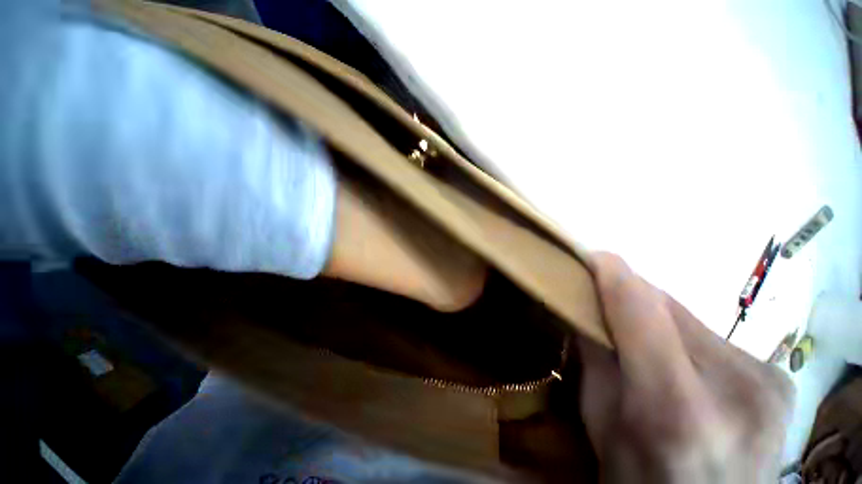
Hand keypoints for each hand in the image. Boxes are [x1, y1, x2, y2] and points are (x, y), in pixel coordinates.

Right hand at [579, 253, 793, 482]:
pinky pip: (713, 337)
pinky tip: (682, 364)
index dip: (612, 273)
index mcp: (675, 406)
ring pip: (689, 318)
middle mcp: (734, 385)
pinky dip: (684, 338)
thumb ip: (594, 358)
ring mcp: (767, 379)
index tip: (590, 255)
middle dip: (629, 298)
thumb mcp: (601, 422)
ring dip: (656, 319)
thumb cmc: (642, 480)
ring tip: (643, 342)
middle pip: (666, 307)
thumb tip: (584, 307)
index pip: (640, 309)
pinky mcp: (780, 378)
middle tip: (605, 302)